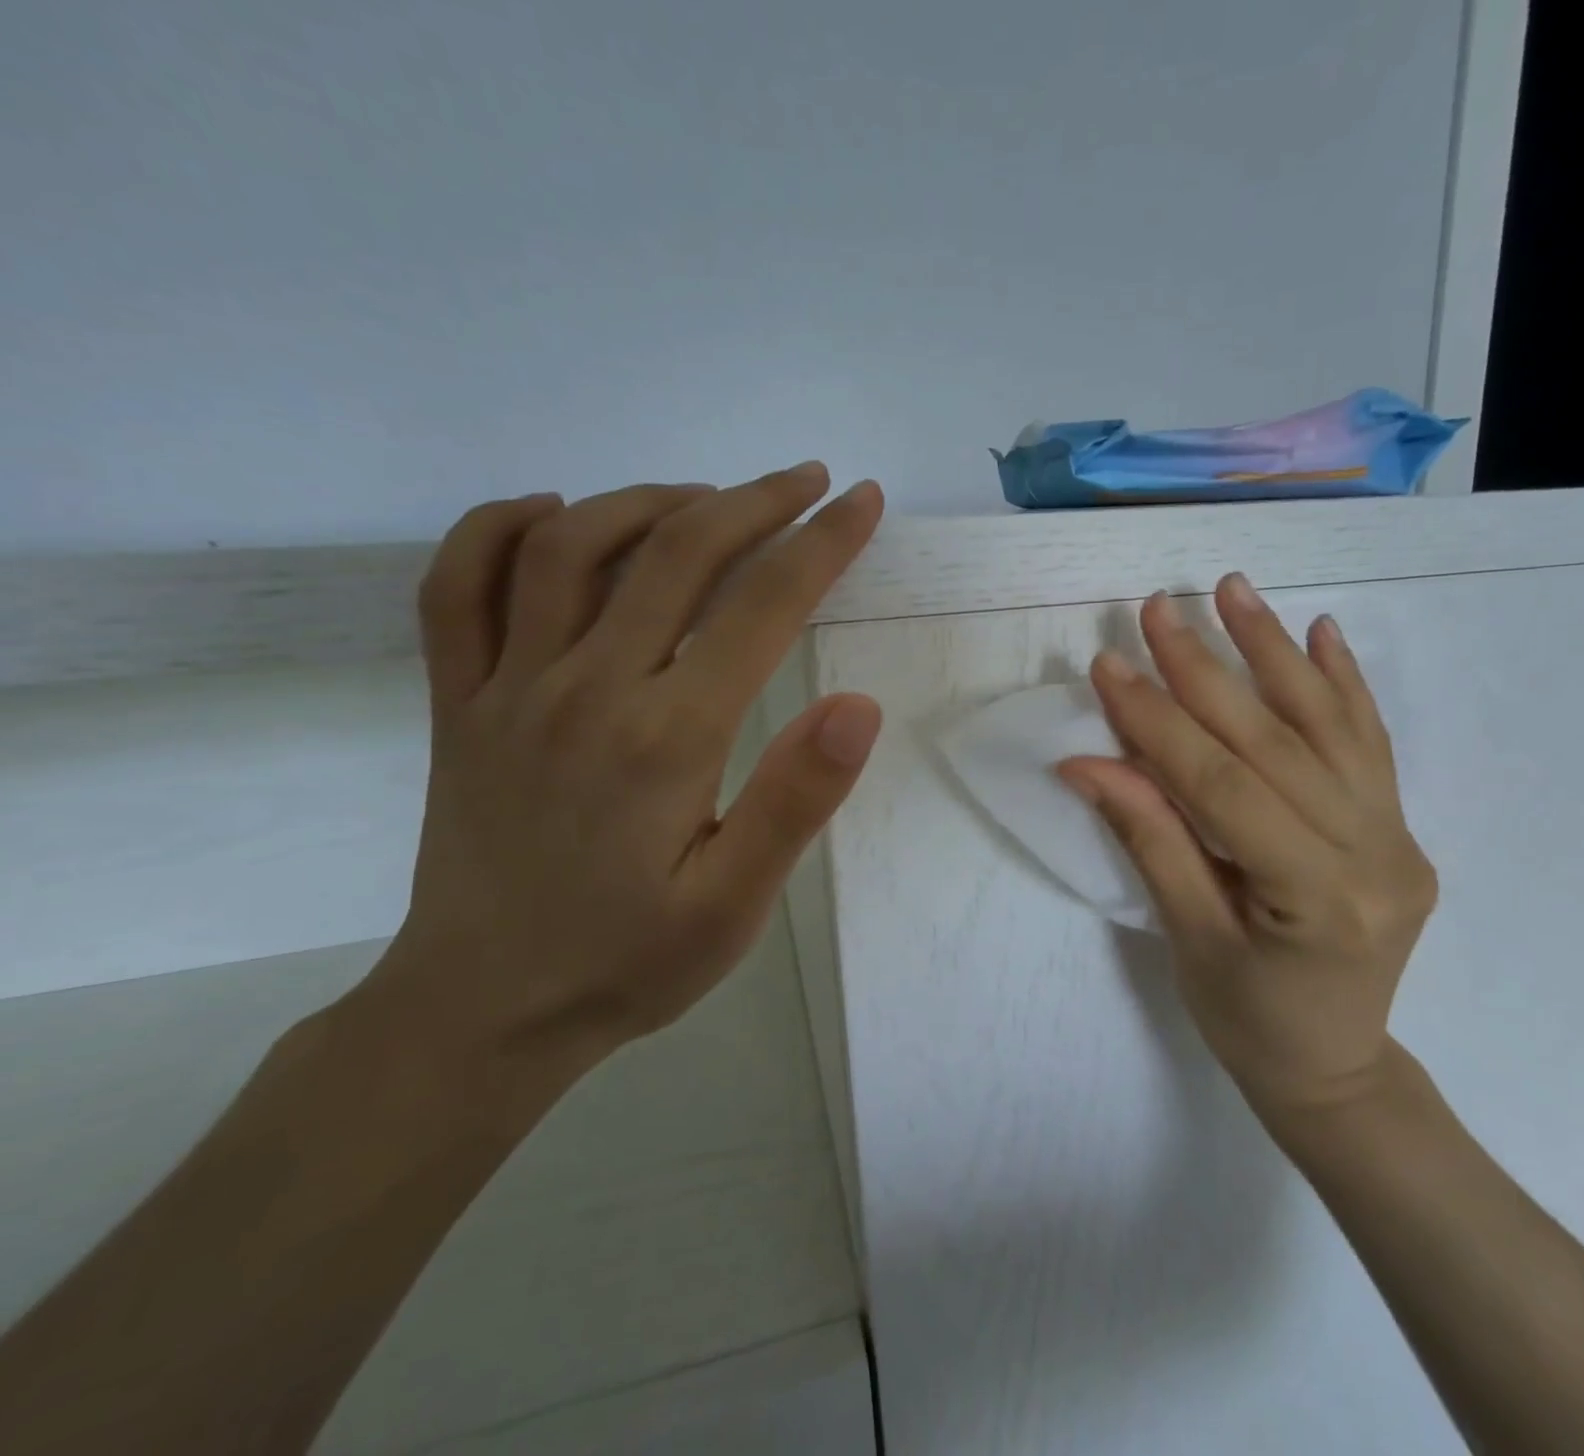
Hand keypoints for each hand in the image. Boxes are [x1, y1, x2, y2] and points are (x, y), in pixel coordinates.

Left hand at [362, 463, 884, 1078]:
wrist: (483, 1010)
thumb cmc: (628, 962)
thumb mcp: (735, 907)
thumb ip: (794, 802)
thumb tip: (859, 707)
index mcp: (666, 737)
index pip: (761, 604)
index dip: (822, 542)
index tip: (863, 503)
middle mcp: (584, 688)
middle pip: (677, 552)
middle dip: (755, 501)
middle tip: (808, 481)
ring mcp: (506, 688)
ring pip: (570, 545)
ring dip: (650, 501)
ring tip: (709, 500)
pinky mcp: (455, 703)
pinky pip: (457, 586)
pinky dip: (500, 528)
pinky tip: (552, 515)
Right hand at [1057, 575, 1436, 1133]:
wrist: (1337, 1067)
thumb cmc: (1250, 1021)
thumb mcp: (1188, 939)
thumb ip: (1149, 839)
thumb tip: (1086, 763)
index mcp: (1316, 898)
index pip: (1222, 786)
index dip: (1158, 723)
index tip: (1109, 666)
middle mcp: (1373, 854)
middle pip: (1273, 742)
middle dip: (1206, 669)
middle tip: (1157, 610)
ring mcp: (1397, 835)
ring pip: (1328, 725)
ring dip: (1275, 650)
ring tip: (1234, 588)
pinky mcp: (1398, 826)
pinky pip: (1370, 742)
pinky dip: (1344, 682)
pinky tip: (1324, 631)